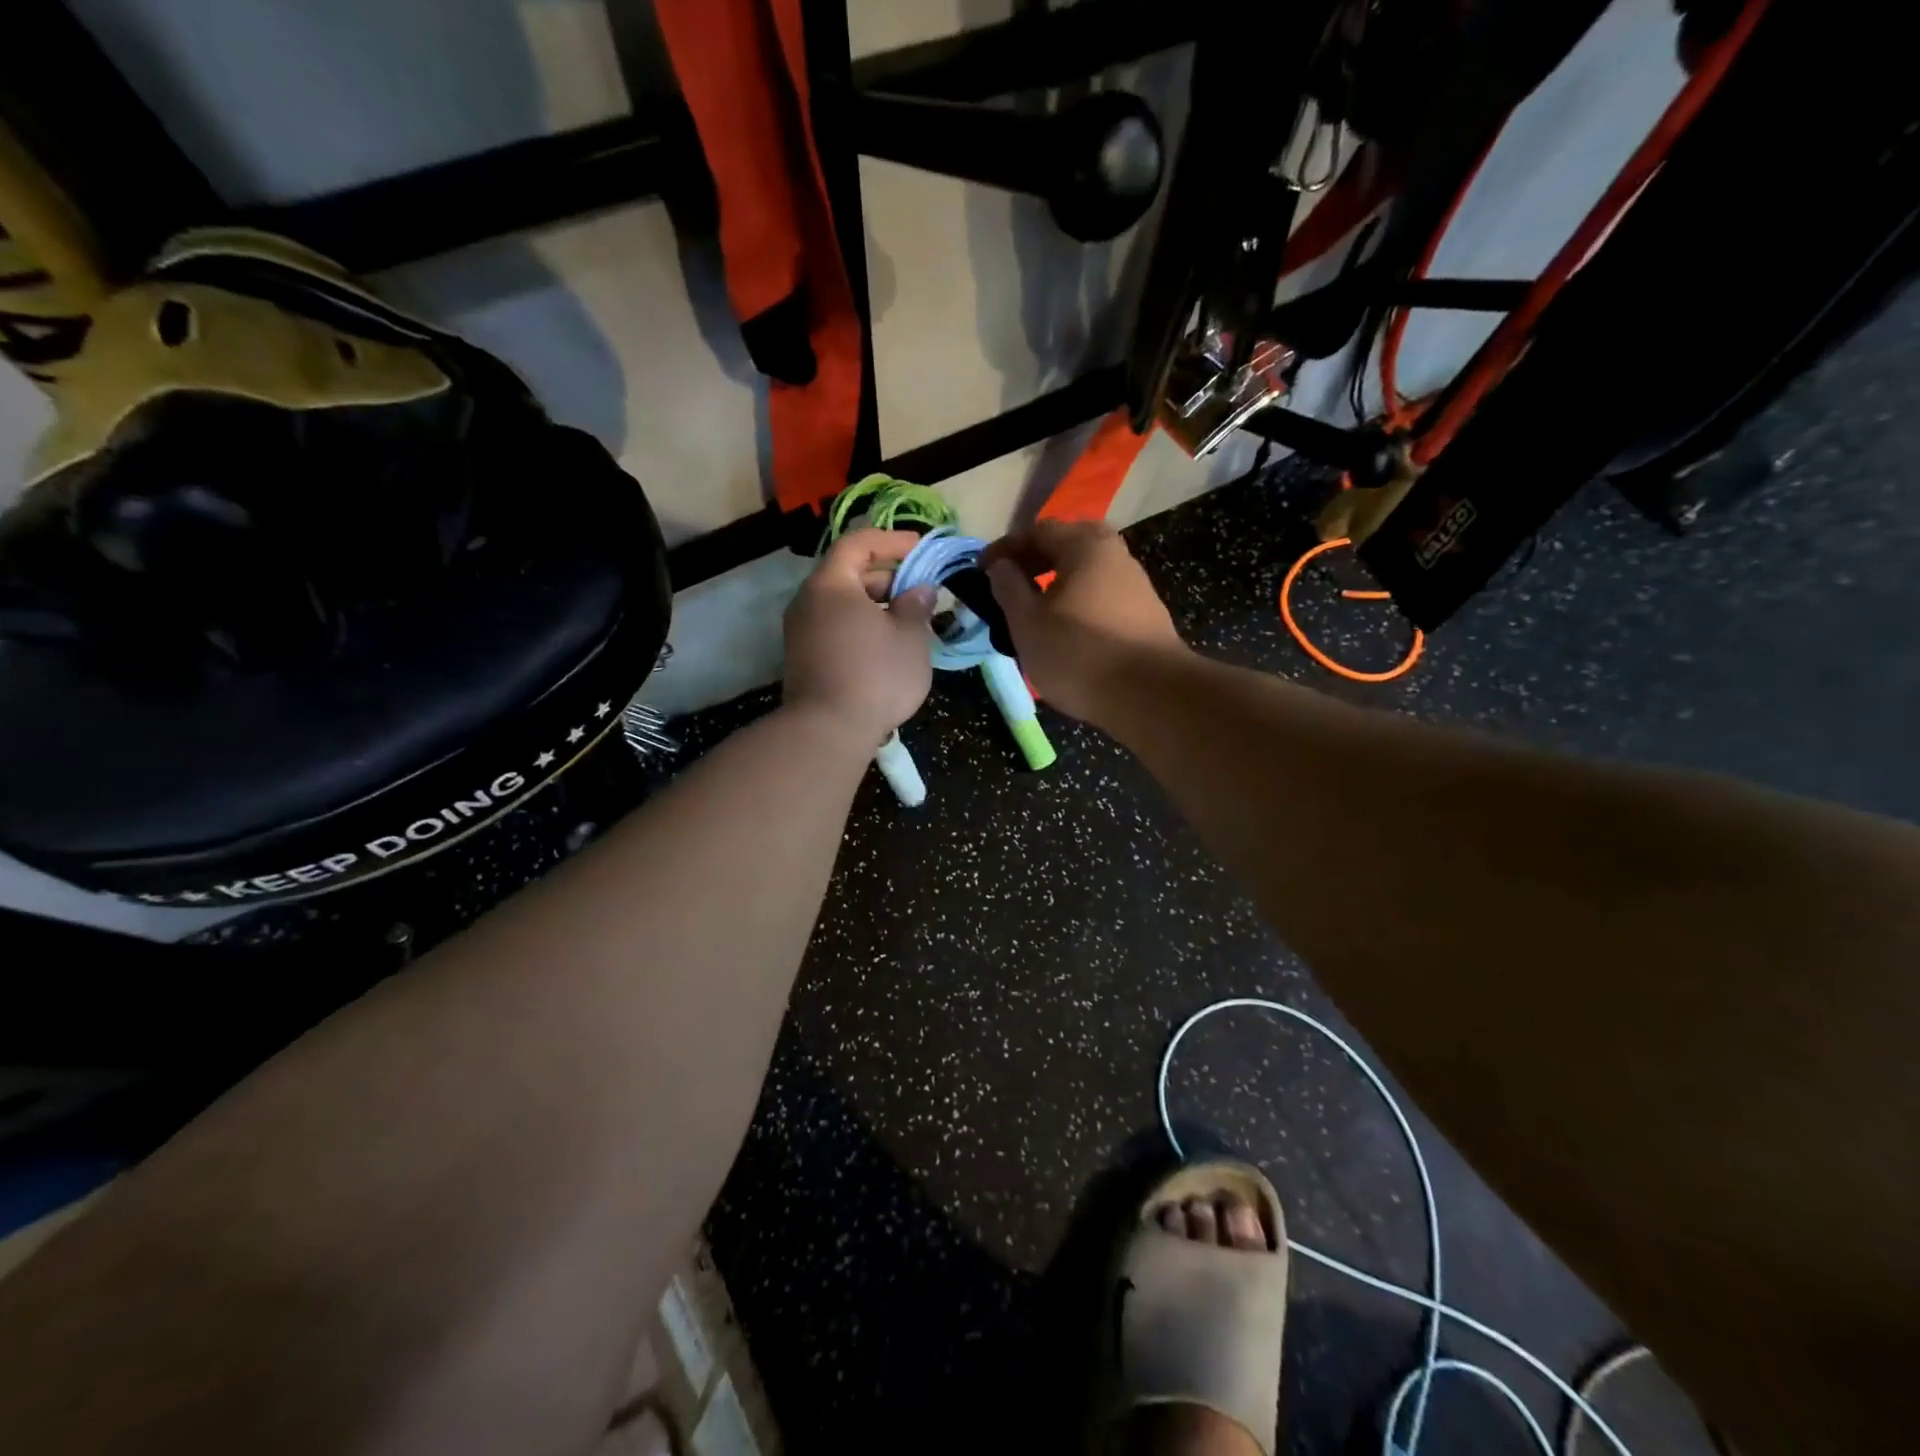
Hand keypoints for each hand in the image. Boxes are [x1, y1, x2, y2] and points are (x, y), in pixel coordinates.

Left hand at [782, 529, 935, 749]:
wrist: (827, 731)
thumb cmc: (875, 675)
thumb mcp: (910, 637)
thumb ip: (916, 605)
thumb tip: (920, 589)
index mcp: (831, 584)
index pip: (858, 543)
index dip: (891, 540)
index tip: (920, 549)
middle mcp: (808, 601)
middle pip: (848, 573)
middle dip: (887, 577)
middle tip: (920, 591)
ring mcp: (800, 632)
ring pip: (841, 604)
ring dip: (875, 606)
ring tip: (908, 622)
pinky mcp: (802, 659)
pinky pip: (834, 628)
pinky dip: (860, 627)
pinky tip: (885, 648)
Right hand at [984, 519, 1186, 722]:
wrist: (1150, 695)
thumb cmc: (1079, 653)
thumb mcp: (1028, 623)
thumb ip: (1008, 589)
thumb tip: (1001, 566)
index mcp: (1086, 545)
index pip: (1037, 531)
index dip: (1004, 549)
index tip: (980, 571)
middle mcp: (1116, 555)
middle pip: (1067, 547)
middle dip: (1034, 562)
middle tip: (1010, 585)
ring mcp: (1135, 585)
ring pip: (1085, 573)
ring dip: (1055, 585)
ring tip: (1032, 613)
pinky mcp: (1145, 615)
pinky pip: (1100, 596)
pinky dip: (1076, 603)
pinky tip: (1064, 631)